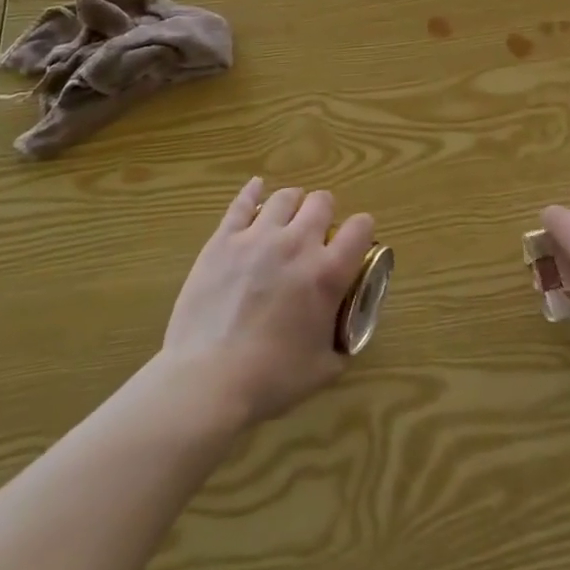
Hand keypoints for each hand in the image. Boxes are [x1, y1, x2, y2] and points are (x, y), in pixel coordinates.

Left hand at [163, 177, 376, 426]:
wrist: (207, 381)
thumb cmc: (270, 380)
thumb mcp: (324, 368)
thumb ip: (342, 341)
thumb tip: (347, 332)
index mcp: (327, 273)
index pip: (361, 226)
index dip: (362, 231)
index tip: (355, 243)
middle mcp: (298, 244)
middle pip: (322, 201)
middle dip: (326, 214)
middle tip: (317, 235)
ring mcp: (257, 237)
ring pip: (286, 197)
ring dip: (294, 205)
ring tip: (289, 218)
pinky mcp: (223, 240)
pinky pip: (242, 203)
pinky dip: (253, 192)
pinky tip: (257, 188)